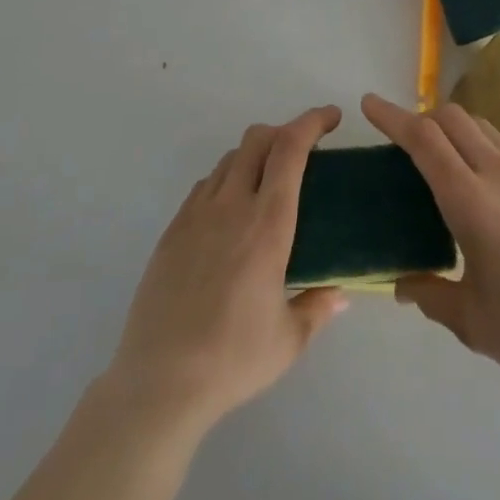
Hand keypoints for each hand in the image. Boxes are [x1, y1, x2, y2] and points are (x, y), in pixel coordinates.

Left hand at [107, 106, 347, 430]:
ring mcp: (197, 214)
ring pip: (229, 158)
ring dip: (254, 156)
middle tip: (303, 152)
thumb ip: (318, 309)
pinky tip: (231, 214)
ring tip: (267, 184)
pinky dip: (226, 181)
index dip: (312, 122)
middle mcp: (232, 206)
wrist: (158, 382)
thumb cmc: (232, 359)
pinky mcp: (173, 230)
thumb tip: (340, 294)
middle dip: (284, 131)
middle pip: (257, 139)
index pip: (290, 149)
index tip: (332, 117)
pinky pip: (205, 186)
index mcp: (268, 224)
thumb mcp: (289, 341)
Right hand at [361, 92, 499, 396]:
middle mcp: (499, 173)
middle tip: (404, 141)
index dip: (393, 117)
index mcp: (471, 201)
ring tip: (443, 157)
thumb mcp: (470, 320)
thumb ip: (429, 295)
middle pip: (452, 118)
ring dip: (454, 128)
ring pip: (482, 126)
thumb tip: (403, 284)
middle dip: (421, 117)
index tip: (369, 104)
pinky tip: (484, 182)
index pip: (424, 140)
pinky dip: (482, 145)